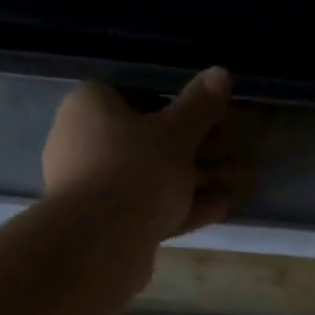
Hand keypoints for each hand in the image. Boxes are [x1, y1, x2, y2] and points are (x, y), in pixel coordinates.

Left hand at [43, 68, 236, 240]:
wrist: (101, 242)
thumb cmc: (136, 169)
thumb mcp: (178, 132)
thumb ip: (200, 105)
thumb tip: (220, 72)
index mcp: (89, 106)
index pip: (131, 91)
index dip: (172, 101)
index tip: (205, 115)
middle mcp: (81, 142)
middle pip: (143, 138)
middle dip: (190, 147)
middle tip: (227, 151)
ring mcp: (91, 186)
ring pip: (149, 176)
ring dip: (192, 180)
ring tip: (233, 183)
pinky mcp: (104, 223)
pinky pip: (148, 207)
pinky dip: (182, 205)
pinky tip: (220, 206)